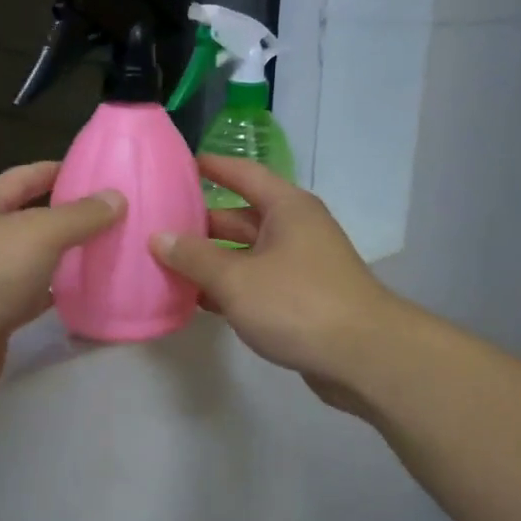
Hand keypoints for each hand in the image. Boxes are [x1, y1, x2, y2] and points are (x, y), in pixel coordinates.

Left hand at [0, 161, 123, 411]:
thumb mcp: (38, 232)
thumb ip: (79, 215)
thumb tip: (117, 197)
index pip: (25, 177)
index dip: (58, 170)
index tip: (97, 170)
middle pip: (33, 220)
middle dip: (71, 217)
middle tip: (119, 215)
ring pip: (37, 262)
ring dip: (68, 258)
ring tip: (114, 252)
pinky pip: (36, 300)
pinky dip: (61, 296)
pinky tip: (92, 296)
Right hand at [151, 156, 397, 405]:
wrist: (364, 357)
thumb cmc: (298, 303)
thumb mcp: (236, 279)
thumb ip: (194, 258)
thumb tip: (158, 238)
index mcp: (286, 208)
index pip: (245, 174)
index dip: (214, 166)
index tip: (181, 163)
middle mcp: (295, 230)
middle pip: (240, 217)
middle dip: (200, 223)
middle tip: (156, 226)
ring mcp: (300, 266)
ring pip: (245, 254)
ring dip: (210, 261)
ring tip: (165, 264)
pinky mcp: (301, 300)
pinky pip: (255, 283)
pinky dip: (228, 288)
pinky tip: (196, 300)